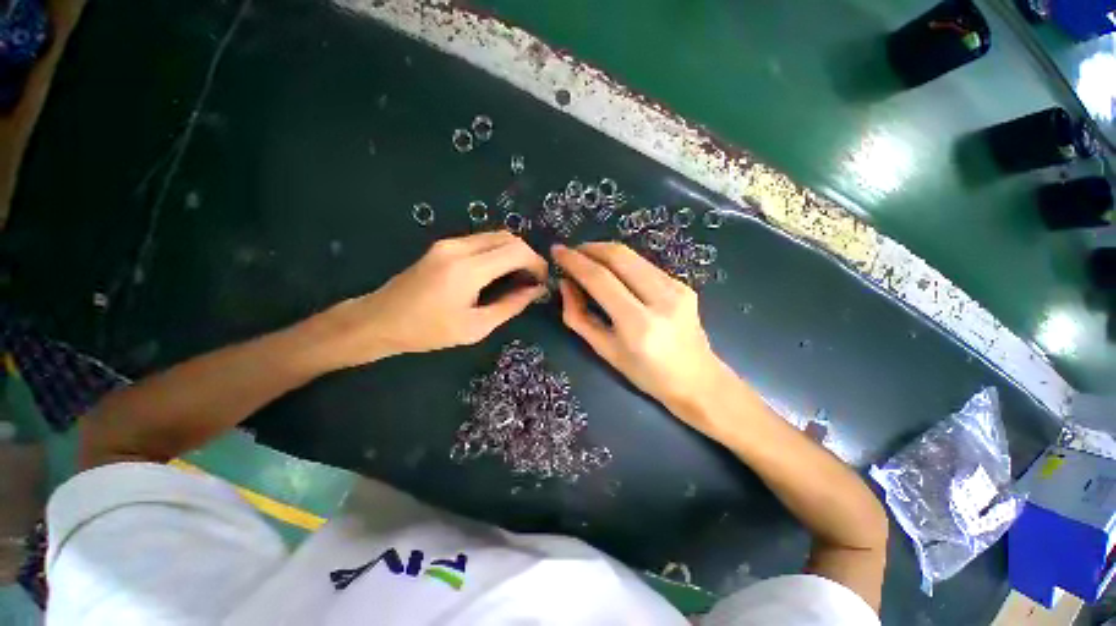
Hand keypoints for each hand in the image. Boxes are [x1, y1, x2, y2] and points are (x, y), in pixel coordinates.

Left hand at [314, 232, 547, 367]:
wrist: (379, 320)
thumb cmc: (427, 331)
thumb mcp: (475, 327)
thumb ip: (510, 305)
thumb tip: (535, 291)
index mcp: (468, 270)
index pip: (517, 251)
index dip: (537, 263)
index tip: (543, 281)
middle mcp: (459, 247)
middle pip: (508, 237)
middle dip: (528, 255)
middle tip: (533, 279)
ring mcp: (449, 243)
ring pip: (495, 236)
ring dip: (513, 252)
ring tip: (519, 277)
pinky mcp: (443, 245)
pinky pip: (481, 241)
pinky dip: (498, 252)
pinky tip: (498, 272)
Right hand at [552, 242, 729, 418]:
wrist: (697, 379)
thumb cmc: (646, 374)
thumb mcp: (605, 351)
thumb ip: (579, 317)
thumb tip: (566, 284)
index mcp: (638, 324)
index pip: (600, 279)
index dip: (575, 262)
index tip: (557, 251)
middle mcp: (660, 300)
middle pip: (619, 256)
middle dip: (590, 248)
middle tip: (572, 253)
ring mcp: (676, 288)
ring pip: (633, 255)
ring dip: (605, 251)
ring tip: (588, 259)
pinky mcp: (683, 284)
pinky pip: (645, 264)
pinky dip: (623, 262)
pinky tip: (614, 271)